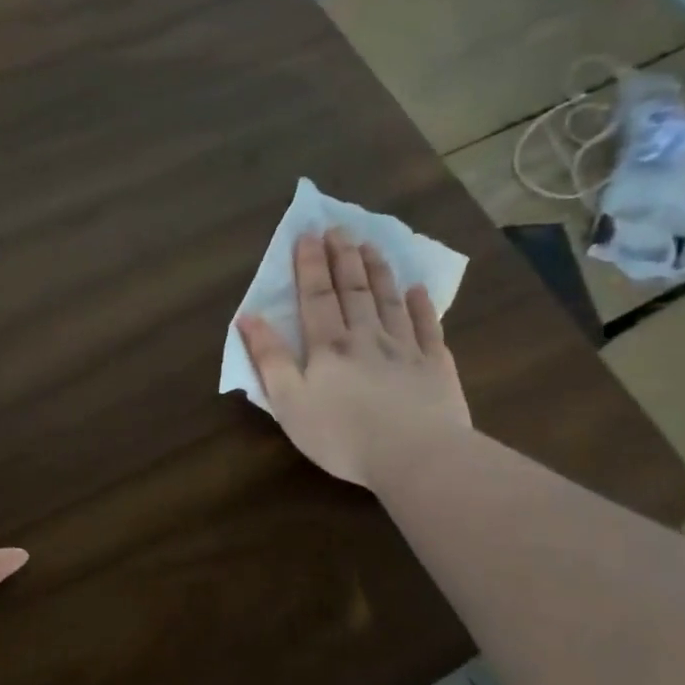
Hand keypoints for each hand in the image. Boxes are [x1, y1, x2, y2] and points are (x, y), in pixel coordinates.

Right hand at [237, 229, 469, 489]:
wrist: (416, 456)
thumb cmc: (342, 435)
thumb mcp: (289, 402)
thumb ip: (269, 359)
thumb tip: (248, 317)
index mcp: (328, 347)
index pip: (317, 297)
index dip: (310, 265)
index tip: (308, 234)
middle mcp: (367, 338)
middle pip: (354, 291)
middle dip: (343, 257)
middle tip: (340, 228)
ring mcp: (406, 350)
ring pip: (390, 301)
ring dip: (378, 272)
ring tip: (371, 246)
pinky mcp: (436, 367)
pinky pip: (428, 328)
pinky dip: (422, 306)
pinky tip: (418, 290)